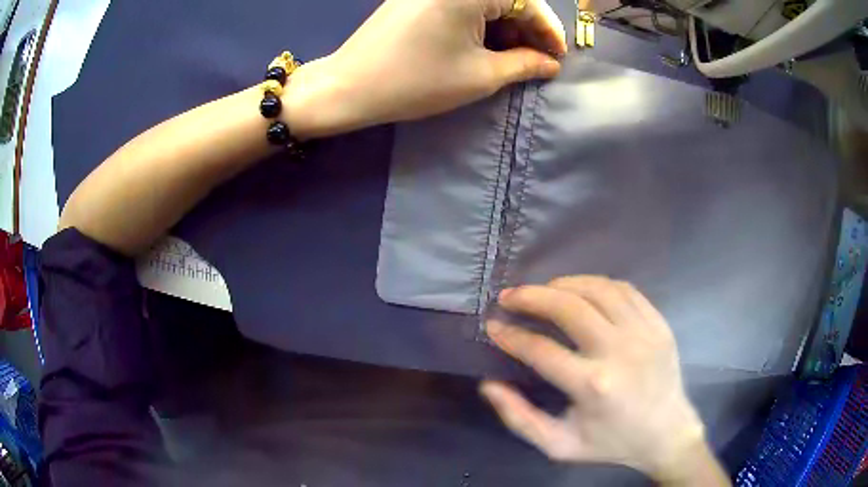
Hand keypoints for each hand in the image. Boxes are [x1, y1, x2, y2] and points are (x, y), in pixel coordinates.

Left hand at [284, 0, 566, 138]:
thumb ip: (524, 64)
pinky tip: (484, 46)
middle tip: (537, 61)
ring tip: (512, 59)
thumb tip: (551, 64)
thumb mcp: (480, 75)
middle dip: (526, 29)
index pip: (526, 2)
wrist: (349, 86)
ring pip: (483, 2)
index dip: (547, 30)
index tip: (558, 57)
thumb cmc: (417, 81)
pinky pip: (460, 5)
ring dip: (504, 27)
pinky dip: (479, 23)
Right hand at [481, 276, 711, 481]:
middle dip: (532, 297)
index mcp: (593, 386)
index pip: (541, 350)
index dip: (511, 335)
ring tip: (543, 290)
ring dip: (564, 284)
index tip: (492, 326)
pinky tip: (582, 290)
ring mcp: (643, 332)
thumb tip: (489, 385)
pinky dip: (597, 284)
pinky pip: (625, 290)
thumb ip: (520, 419)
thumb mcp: (559, 446)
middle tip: (509, 296)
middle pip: (569, 308)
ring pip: (598, 290)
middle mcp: (619, 352)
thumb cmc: (611, 443)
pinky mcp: (659, 324)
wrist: (666, 433)